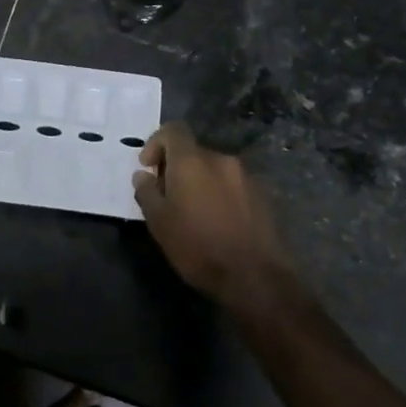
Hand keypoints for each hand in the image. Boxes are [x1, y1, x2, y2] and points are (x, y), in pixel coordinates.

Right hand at [132, 123, 290, 302]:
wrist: (255, 276)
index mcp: (192, 160)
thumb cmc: (198, 246)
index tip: (148, 167)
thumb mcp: (159, 223)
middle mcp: (221, 159)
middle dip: (177, 168)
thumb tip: (142, 175)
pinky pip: (232, 185)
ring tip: (194, 213)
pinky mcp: (263, 195)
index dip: (156, 143)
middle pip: (193, 151)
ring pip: (214, 169)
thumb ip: (147, 192)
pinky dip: (220, 194)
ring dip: (200, 182)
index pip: (173, 129)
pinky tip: (218, 222)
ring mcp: (246, 176)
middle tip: (167, 197)